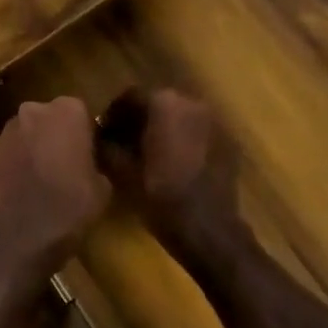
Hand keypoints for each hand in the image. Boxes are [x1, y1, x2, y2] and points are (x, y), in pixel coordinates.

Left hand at [0, 98, 110, 281]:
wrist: (21, 234)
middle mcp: (34, 109)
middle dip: (59, 134)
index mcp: (68, 110)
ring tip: (45, 175)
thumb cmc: (70, 206)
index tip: (92, 153)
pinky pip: (11, 149)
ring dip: (37, 145)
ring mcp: (8, 128)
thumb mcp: (103, 186)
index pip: (83, 112)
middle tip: (69, 162)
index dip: (88, 133)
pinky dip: (18, 160)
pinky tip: (25, 184)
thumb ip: (100, 162)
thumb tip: (95, 161)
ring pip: (29, 131)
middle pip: (52, 117)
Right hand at [104, 88, 245, 268]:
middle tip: (124, 142)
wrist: (210, 231)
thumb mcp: (122, 172)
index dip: (113, 114)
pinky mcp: (229, 142)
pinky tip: (175, 163)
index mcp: (164, 104)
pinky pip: (199, 131)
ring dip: (163, 128)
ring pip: (180, 116)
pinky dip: (184, 139)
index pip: (131, 96)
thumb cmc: (162, 196)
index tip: (104, 133)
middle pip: (157, 103)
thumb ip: (106, 146)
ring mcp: (215, 121)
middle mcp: (192, 103)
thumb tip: (98, 136)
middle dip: (139, 119)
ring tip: (149, 154)